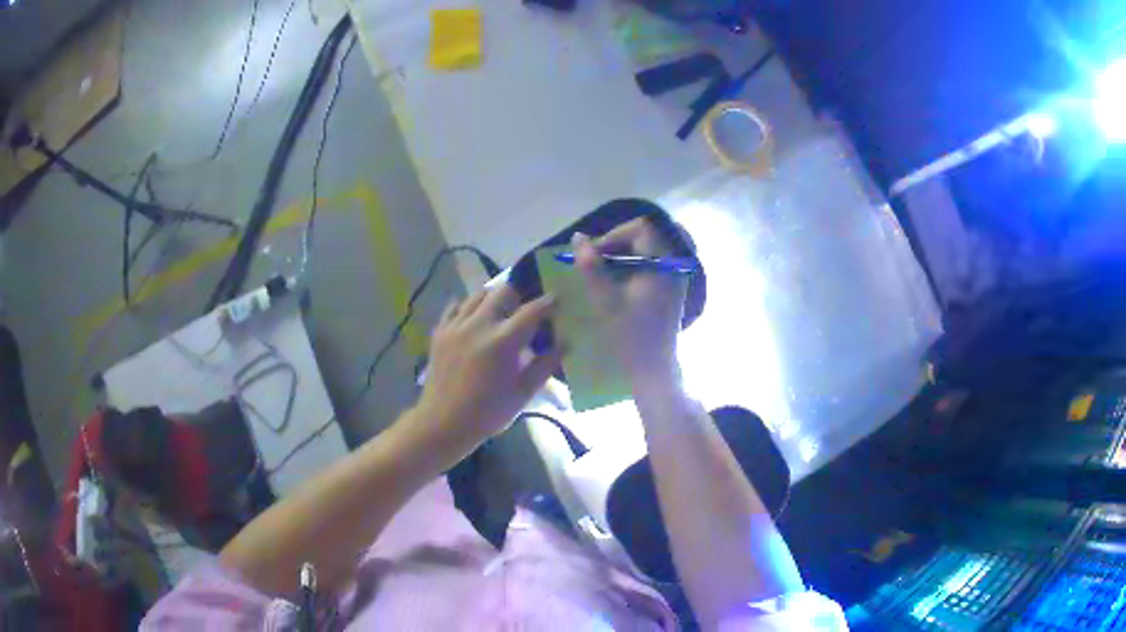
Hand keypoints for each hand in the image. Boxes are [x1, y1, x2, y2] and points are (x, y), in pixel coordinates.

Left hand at [414, 285, 563, 453]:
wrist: (444, 423)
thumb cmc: (488, 413)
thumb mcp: (523, 393)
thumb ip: (545, 365)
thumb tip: (565, 344)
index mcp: (503, 341)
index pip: (532, 310)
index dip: (548, 302)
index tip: (557, 299)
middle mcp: (479, 324)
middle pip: (503, 292)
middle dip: (519, 295)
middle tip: (525, 308)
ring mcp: (456, 325)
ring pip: (478, 294)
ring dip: (493, 298)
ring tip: (500, 311)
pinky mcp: (440, 331)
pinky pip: (455, 306)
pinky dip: (468, 306)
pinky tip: (474, 318)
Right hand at [573, 218, 687, 381]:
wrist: (652, 373)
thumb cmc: (628, 336)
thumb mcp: (604, 299)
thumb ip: (590, 265)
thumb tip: (579, 238)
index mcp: (662, 264)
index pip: (642, 228)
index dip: (614, 234)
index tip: (593, 252)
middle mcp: (672, 267)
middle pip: (646, 238)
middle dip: (617, 244)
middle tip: (594, 261)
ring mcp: (673, 281)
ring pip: (647, 254)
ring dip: (622, 258)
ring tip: (599, 274)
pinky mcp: (669, 294)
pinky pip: (650, 269)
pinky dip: (630, 270)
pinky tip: (614, 287)